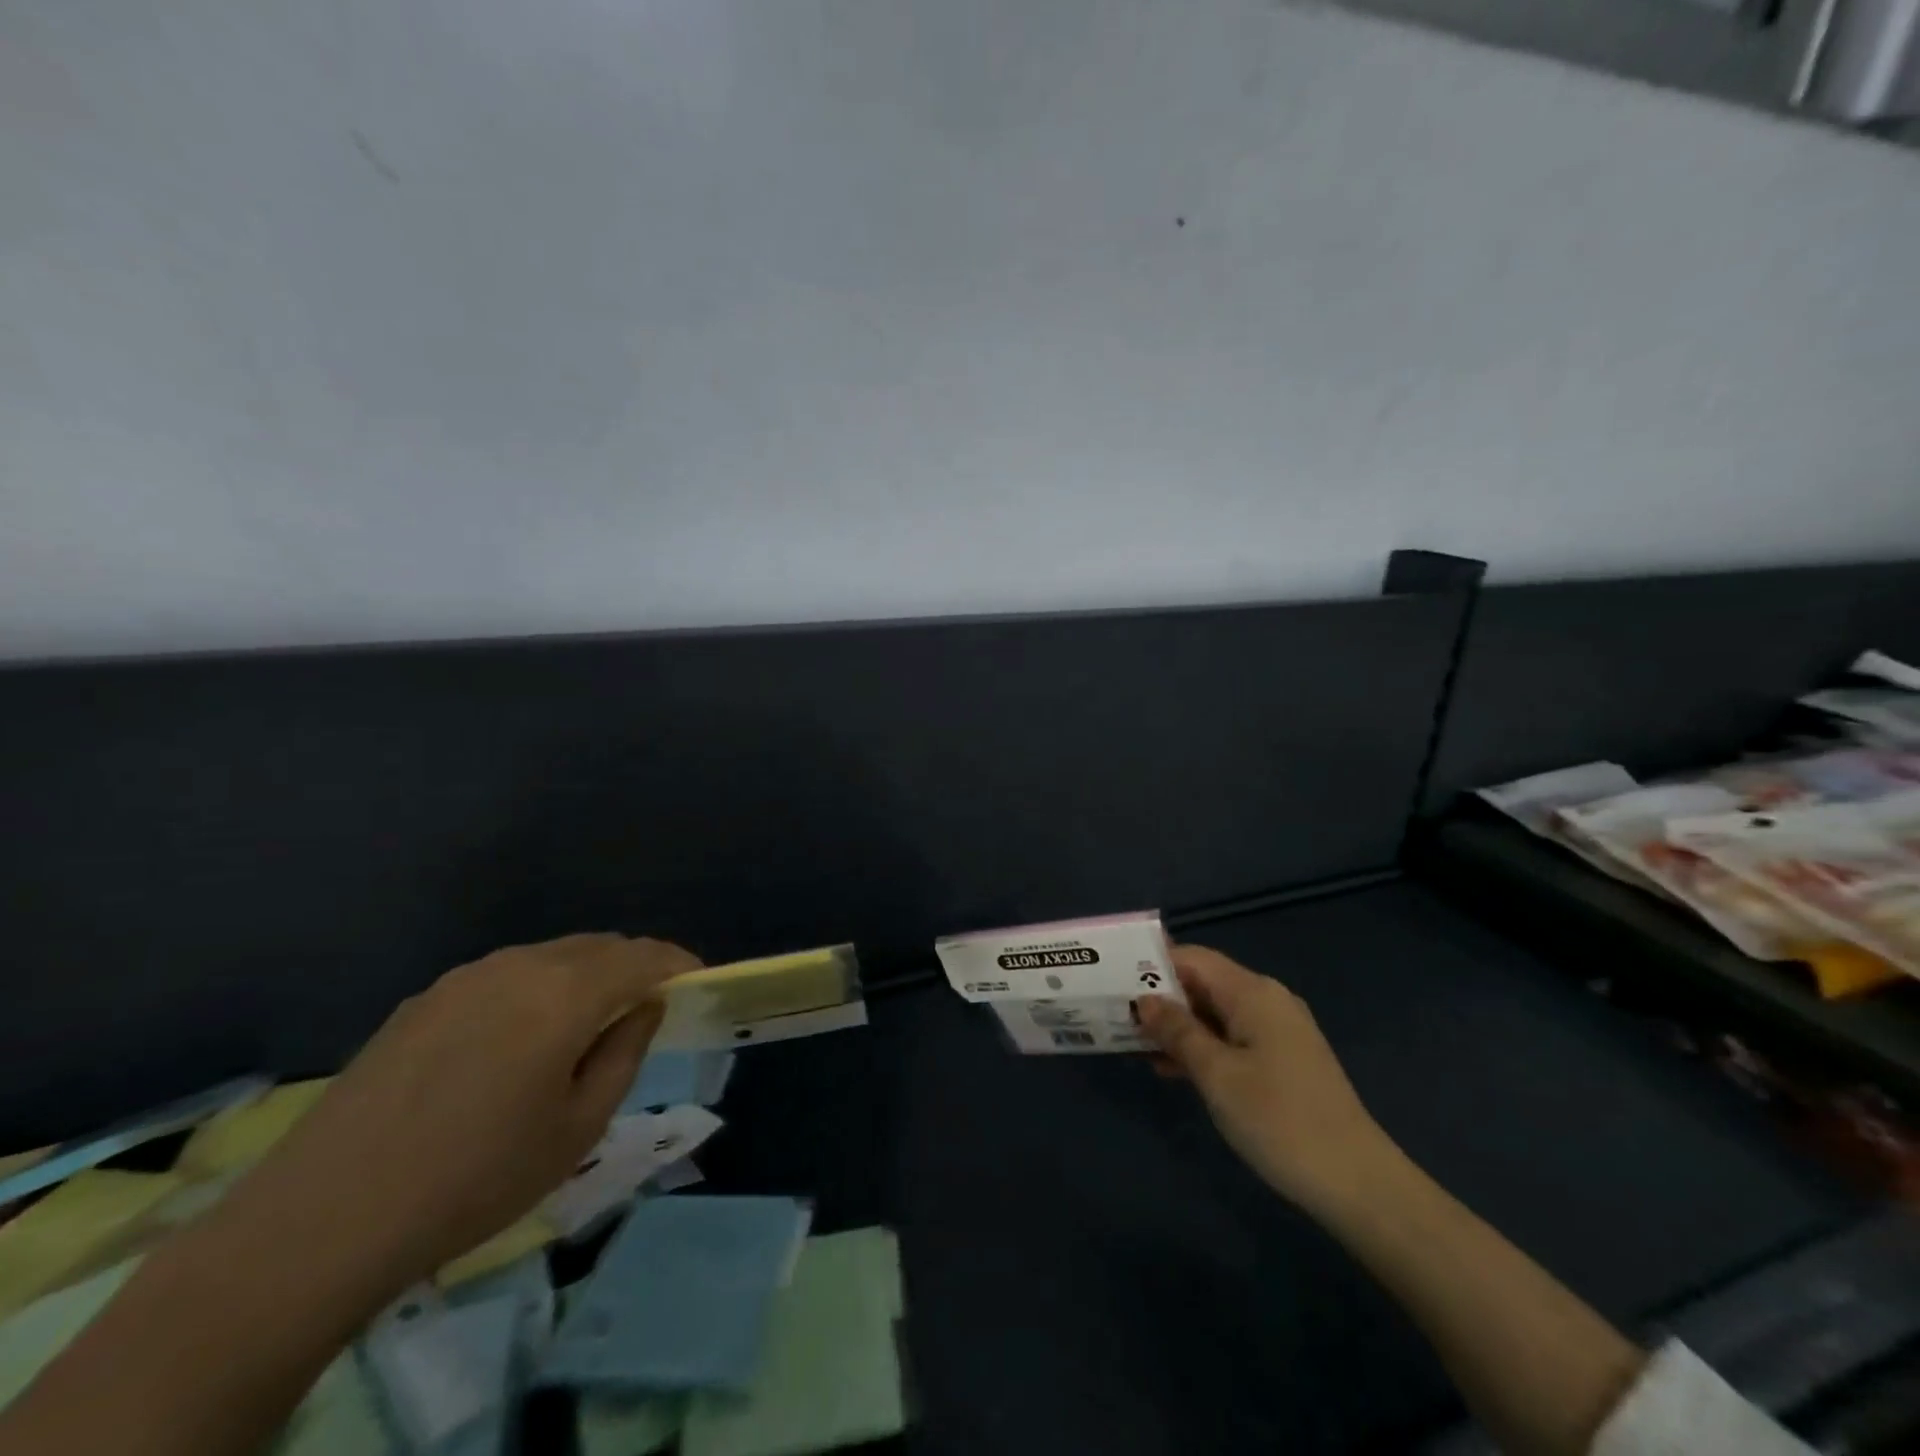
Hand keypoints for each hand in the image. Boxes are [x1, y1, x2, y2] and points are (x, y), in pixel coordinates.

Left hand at [218, 933, 699, 1302]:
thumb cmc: (475, 1180)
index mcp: (566, 994)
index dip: (677, 964)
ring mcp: (467, 976)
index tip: (697, 983)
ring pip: (552, 955)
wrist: (321, 1221)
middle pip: (599, 946)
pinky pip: (507, 974)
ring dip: (586, 975)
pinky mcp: (426, 998)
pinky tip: (521, 1038)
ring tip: (587, 1023)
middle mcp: (520, 965)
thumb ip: (625, 1053)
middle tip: (647, 1008)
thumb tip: (643, 1007)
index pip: (643, 956)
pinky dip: (539, 987)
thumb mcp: (578, 1128)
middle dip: (634, 967)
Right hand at [1138, 944, 1391, 1213]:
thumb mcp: (1217, 1074)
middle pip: (1203, 983)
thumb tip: (1145, 1000)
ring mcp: (1278, 1031)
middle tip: (1117, 1015)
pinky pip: (1231, 1038)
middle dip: (1161, 998)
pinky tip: (1172, 1070)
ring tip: (1134, 1045)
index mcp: (1253, 993)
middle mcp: (1267, 1001)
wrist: (1358, 1184)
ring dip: (1177, 1027)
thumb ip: (1177, 1031)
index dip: (1152, 965)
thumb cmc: (1279, 1120)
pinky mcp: (1283, 1060)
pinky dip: (1201, 1047)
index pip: (1192, 958)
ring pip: (1215, 1013)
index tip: (1114, 981)